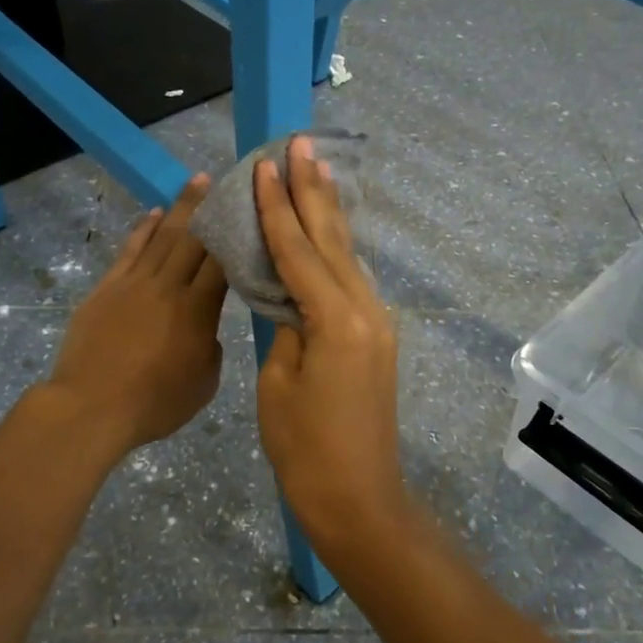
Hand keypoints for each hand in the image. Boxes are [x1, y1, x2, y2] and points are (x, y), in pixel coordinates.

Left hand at [48, 174, 229, 454]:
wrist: (91, 406)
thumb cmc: (154, 403)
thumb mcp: (204, 382)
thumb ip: (211, 346)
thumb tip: (205, 327)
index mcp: (198, 309)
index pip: (222, 261)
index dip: (237, 232)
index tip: (249, 209)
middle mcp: (169, 286)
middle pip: (194, 238)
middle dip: (212, 207)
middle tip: (227, 180)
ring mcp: (134, 283)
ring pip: (163, 236)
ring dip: (181, 207)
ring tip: (197, 182)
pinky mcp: (107, 288)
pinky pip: (130, 250)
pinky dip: (144, 229)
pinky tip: (154, 214)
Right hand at [253, 136, 410, 551]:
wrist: (359, 499)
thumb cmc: (306, 449)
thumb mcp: (279, 383)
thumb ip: (286, 327)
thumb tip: (290, 298)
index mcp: (336, 319)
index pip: (299, 250)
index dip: (278, 206)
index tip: (266, 165)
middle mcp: (365, 310)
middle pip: (332, 239)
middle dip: (313, 191)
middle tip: (301, 144)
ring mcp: (377, 323)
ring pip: (346, 255)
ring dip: (328, 213)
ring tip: (315, 171)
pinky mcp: (376, 337)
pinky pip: (350, 280)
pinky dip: (334, 249)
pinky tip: (327, 231)